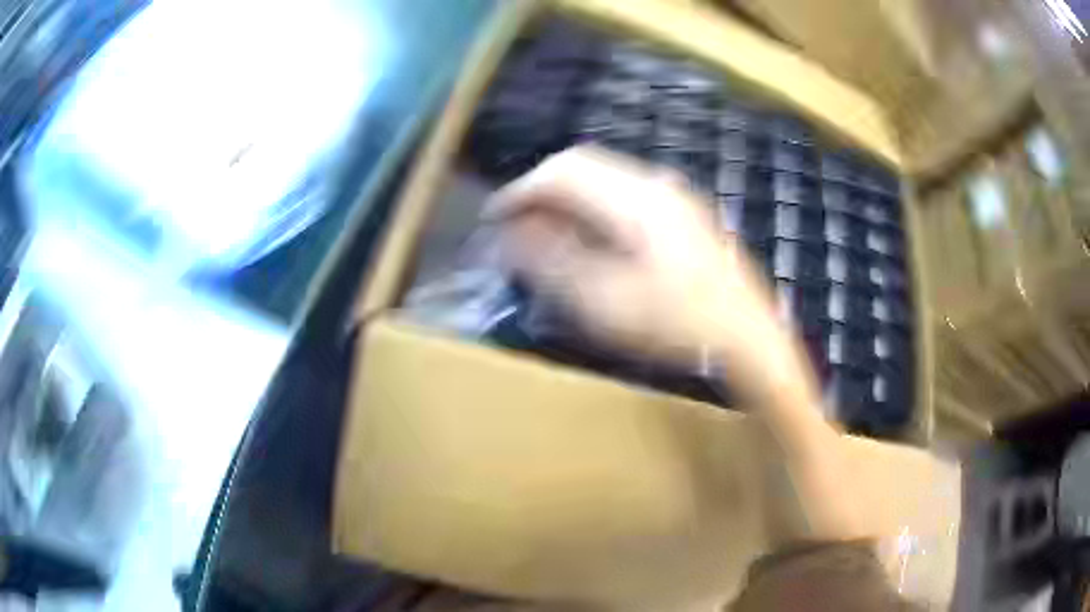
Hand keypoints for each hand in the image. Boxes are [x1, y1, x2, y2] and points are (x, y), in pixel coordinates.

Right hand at [489, 147, 860, 539]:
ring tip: (546, 232)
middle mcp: (655, 185)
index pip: (563, 171)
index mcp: (636, 199)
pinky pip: (624, 195)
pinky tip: (591, 238)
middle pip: (583, 165)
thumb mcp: (609, 303)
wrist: (753, 340)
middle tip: (516, 224)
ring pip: (605, 178)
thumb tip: (512, 234)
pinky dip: (595, 207)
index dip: (522, 191)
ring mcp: (675, 197)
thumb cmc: (682, 325)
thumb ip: (556, 262)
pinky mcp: (684, 215)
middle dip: (543, 189)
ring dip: (569, 198)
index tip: (495, 218)